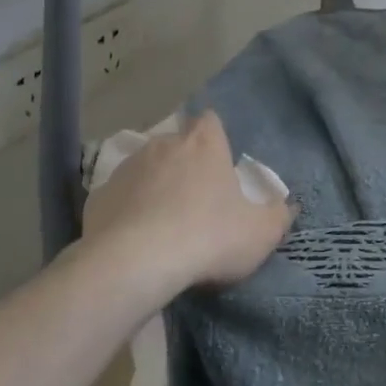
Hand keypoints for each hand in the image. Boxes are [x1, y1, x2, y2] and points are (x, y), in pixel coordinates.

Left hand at [85, 113, 293, 299]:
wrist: (135, 265)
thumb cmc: (208, 237)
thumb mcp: (260, 233)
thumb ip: (279, 216)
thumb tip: (288, 206)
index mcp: (204, 144)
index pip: (210, 121)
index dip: (215, 138)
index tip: (219, 163)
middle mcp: (164, 145)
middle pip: (177, 144)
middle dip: (185, 164)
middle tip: (195, 199)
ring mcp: (127, 169)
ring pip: (145, 168)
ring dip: (154, 186)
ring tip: (162, 222)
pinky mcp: (98, 197)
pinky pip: (119, 198)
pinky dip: (126, 211)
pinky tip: (133, 239)